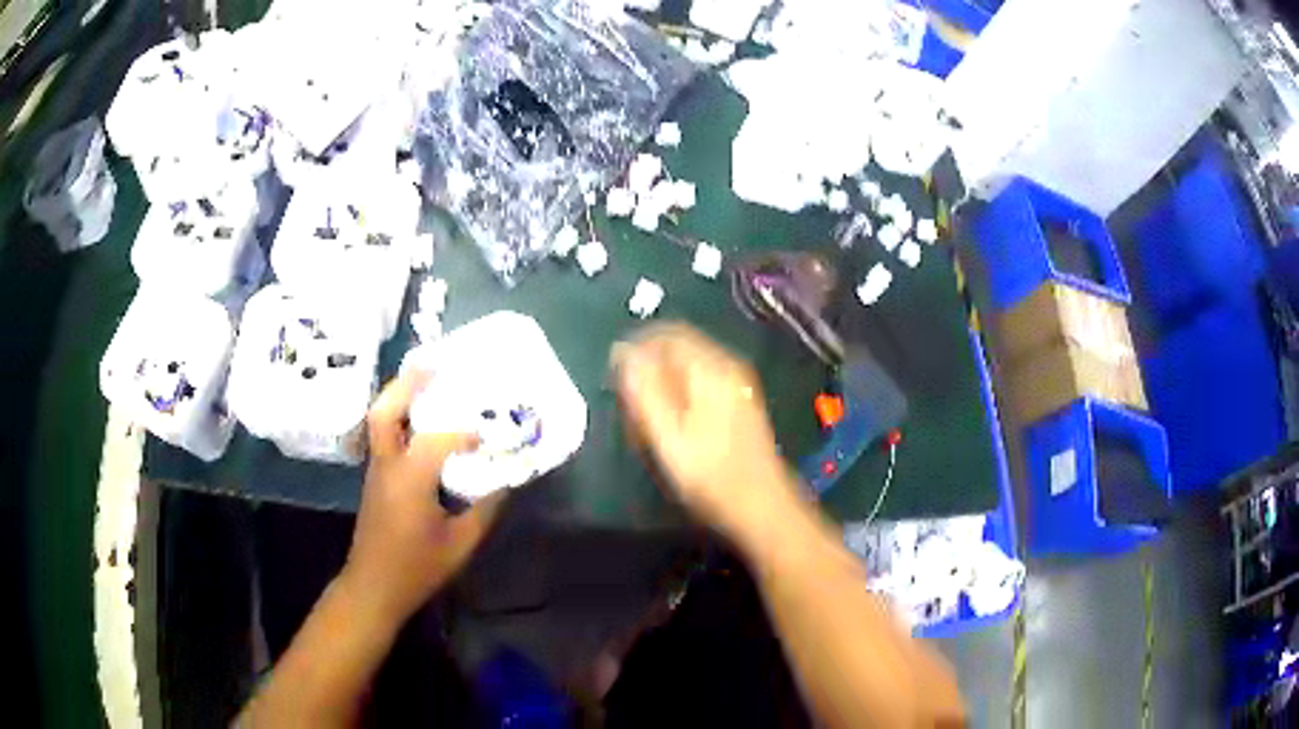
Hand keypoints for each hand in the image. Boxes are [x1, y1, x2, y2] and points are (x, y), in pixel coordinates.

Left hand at [341, 369, 504, 622]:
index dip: (462, 433)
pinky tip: (420, 422)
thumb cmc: (416, 569)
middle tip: (433, 365)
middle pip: (385, 412)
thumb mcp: (460, 544)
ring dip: (399, 396)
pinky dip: (399, 417)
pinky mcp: (375, 479)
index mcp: (409, 480)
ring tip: (425, 381)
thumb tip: (506, 482)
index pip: (435, 440)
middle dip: (406, 384)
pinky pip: (384, 436)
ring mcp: (376, 471)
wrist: (373, 587)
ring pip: (379, 420)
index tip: (486, 435)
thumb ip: (484, 510)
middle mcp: (387, 466)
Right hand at [612, 323, 799, 537]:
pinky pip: (699, 385)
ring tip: (645, 423)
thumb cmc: (711, 475)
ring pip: (687, 369)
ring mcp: (737, 385)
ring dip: (661, 386)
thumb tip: (622, 351)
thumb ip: (644, 389)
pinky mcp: (739, 404)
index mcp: (712, 368)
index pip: (667, 334)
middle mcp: (728, 367)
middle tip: (629, 407)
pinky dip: (678, 398)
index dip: (636, 347)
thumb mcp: (668, 434)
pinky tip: (670, 428)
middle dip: (648, 370)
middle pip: (678, 349)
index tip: (614, 375)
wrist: (762, 507)